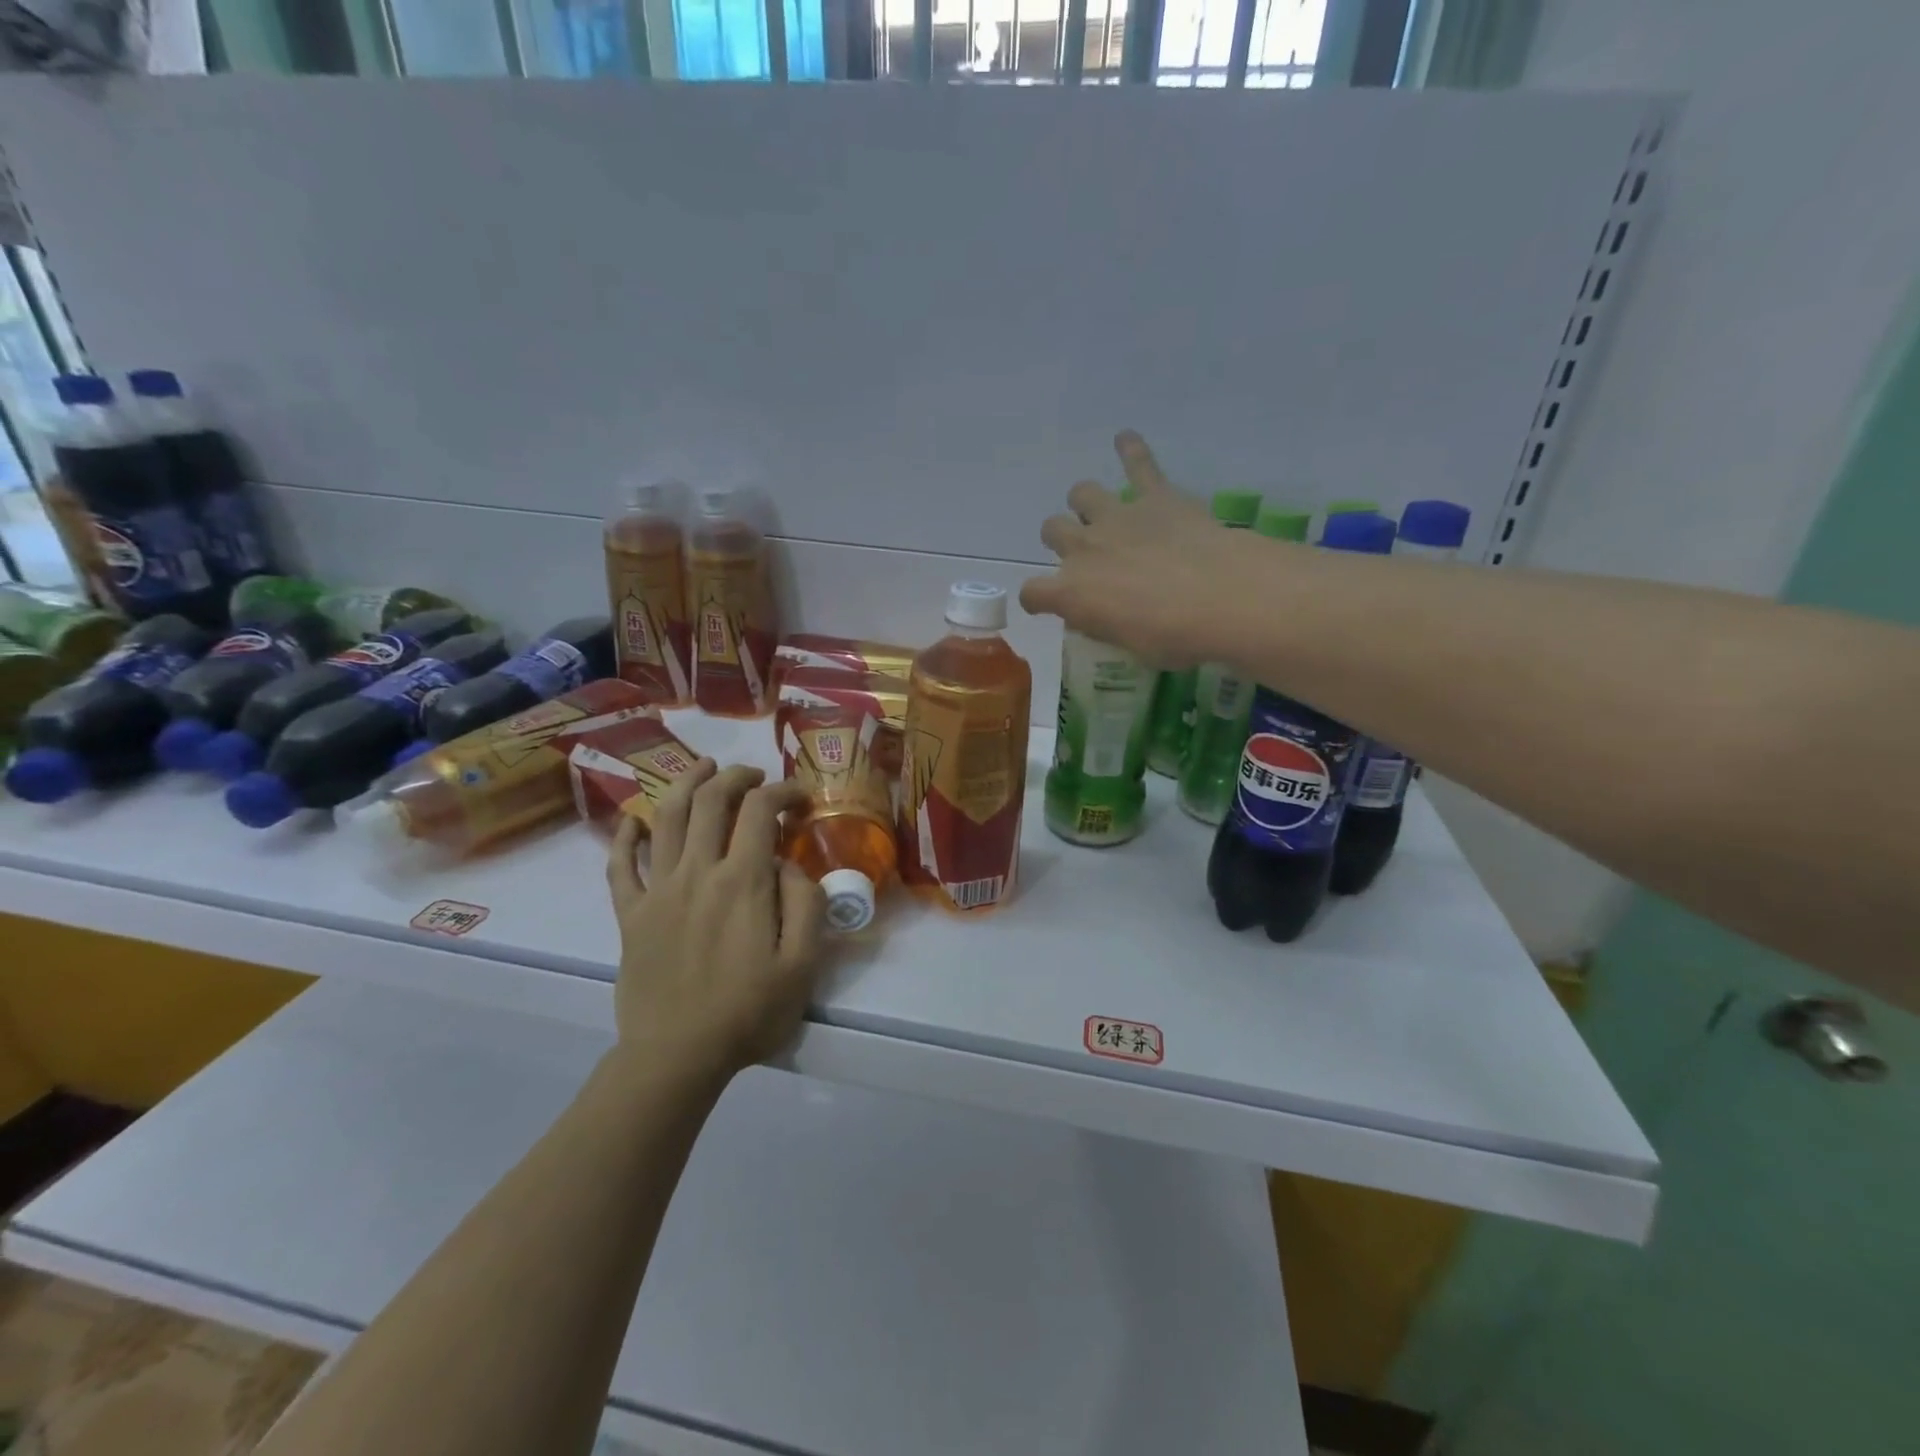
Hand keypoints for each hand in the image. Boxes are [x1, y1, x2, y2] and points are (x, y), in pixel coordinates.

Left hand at [605, 760, 827, 1082]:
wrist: (676, 1057)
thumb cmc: (748, 1012)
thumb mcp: (802, 964)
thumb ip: (805, 904)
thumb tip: (788, 864)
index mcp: (742, 881)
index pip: (760, 811)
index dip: (783, 791)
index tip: (801, 796)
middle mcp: (696, 872)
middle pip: (711, 801)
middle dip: (736, 777)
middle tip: (755, 777)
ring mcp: (657, 890)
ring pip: (666, 818)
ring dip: (686, 784)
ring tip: (704, 769)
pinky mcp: (629, 915)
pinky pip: (619, 865)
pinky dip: (625, 836)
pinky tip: (634, 820)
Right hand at [1020, 431, 1271, 668]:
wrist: (1220, 597)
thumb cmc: (1172, 637)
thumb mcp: (1127, 645)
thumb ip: (1104, 623)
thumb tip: (1096, 614)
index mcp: (1071, 593)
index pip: (1033, 592)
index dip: (1037, 598)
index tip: (1045, 603)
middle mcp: (1083, 548)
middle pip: (1052, 530)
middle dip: (1062, 540)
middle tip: (1086, 556)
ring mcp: (1117, 517)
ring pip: (1082, 493)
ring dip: (1087, 503)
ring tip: (1102, 513)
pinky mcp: (1155, 497)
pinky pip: (1139, 464)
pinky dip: (1131, 450)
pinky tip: (1126, 439)